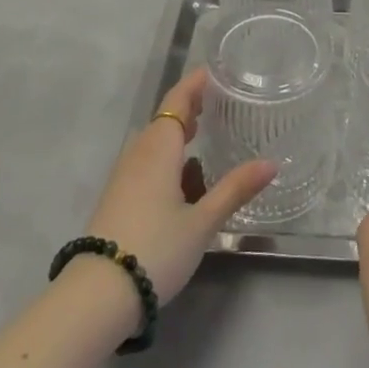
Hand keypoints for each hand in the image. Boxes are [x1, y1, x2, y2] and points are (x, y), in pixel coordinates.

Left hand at [83, 68, 275, 316]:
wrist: (96, 296)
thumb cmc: (155, 249)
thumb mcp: (203, 221)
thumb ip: (235, 189)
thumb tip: (272, 163)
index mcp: (159, 147)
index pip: (178, 99)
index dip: (196, 83)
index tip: (218, 71)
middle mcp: (139, 152)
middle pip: (166, 117)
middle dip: (192, 107)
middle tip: (222, 101)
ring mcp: (124, 175)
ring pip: (156, 142)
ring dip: (179, 133)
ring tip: (207, 134)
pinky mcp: (118, 197)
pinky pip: (148, 162)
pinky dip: (169, 156)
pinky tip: (186, 178)